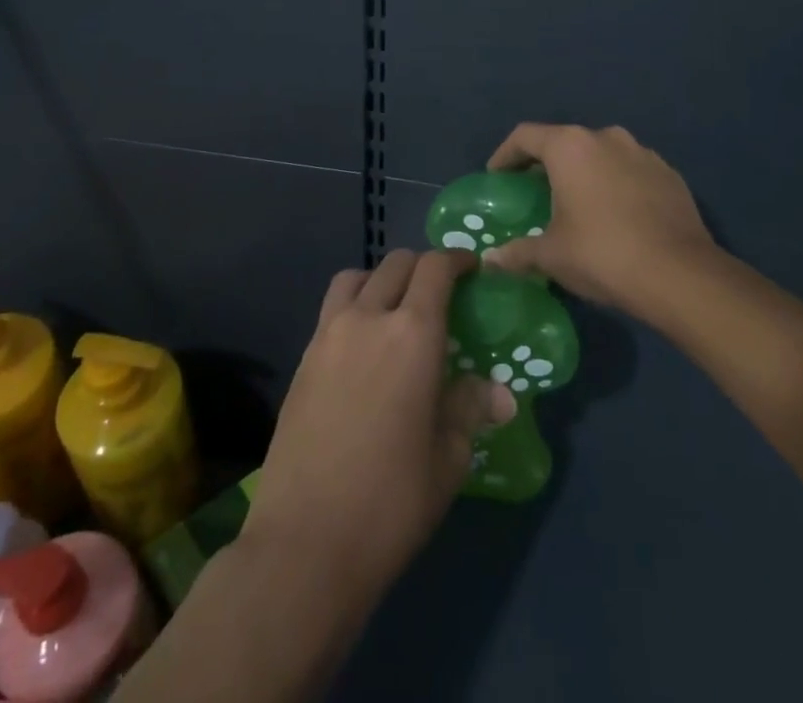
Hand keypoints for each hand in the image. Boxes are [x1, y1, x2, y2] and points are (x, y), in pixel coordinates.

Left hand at [242, 249, 517, 601]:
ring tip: (394, 311)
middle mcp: (368, 318)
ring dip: (381, 280)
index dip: (456, 260)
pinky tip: (363, 348)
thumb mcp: (447, 460)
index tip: (471, 268)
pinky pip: (332, 310)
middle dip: (422, 267)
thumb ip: (469, 410)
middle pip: (396, 264)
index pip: (435, 268)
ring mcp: (328, 335)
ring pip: (356, 278)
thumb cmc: (390, 502)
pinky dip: (353, 307)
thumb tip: (500, 394)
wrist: (304, 543)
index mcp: (413, 334)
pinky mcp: (302, 359)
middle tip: (439, 293)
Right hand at [481, 123, 717, 318]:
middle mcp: (606, 137)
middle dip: (546, 165)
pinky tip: (616, 216)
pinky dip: (616, 185)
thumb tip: (489, 261)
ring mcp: (642, 152)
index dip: (505, 155)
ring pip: (601, 155)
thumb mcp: (552, 256)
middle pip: (564, 142)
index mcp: (570, 147)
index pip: (525, 136)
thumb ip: (517, 252)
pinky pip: (630, 171)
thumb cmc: (602, 254)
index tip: (497, 177)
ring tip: (578, 205)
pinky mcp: (669, 173)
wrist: (680, 274)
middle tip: (534, 194)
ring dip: (585, 173)